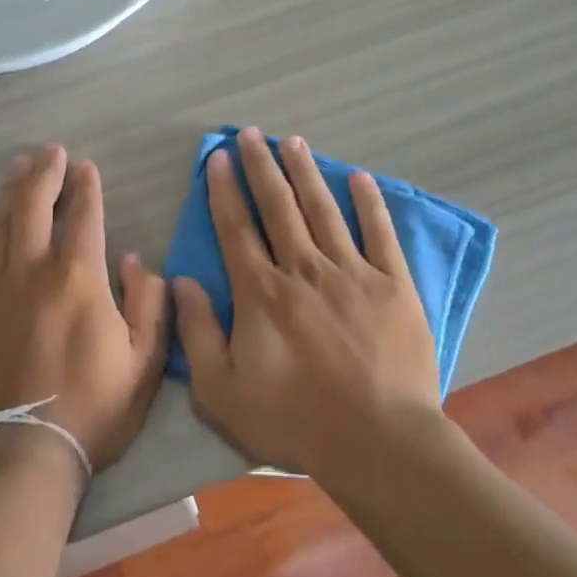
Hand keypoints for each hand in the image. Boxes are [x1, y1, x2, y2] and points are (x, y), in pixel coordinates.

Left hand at [0, 144, 168, 473]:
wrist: (19, 450)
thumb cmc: (92, 408)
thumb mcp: (145, 362)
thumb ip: (150, 304)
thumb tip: (134, 261)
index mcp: (80, 278)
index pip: (84, 217)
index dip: (86, 188)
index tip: (86, 168)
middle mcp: (32, 270)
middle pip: (34, 206)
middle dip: (45, 172)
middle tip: (50, 151)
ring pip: (0, 222)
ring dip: (11, 190)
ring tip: (18, 166)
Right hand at [172, 127, 441, 478]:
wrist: (378, 441)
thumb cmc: (294, 421)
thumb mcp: (222, 392)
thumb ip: (197, 334)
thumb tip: (182, 282)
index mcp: (262, 294)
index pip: (237, 229)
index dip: (224, 190)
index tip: (217, 157)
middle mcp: (304, 270)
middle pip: (279, 207)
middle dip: (261, 167)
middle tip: (251, 134)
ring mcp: (352, 273)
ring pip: (323, 210)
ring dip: (306, 173)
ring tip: (293, 142)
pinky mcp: (393, 285)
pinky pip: (379, 233)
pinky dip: (369, 203)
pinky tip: (359, 177)